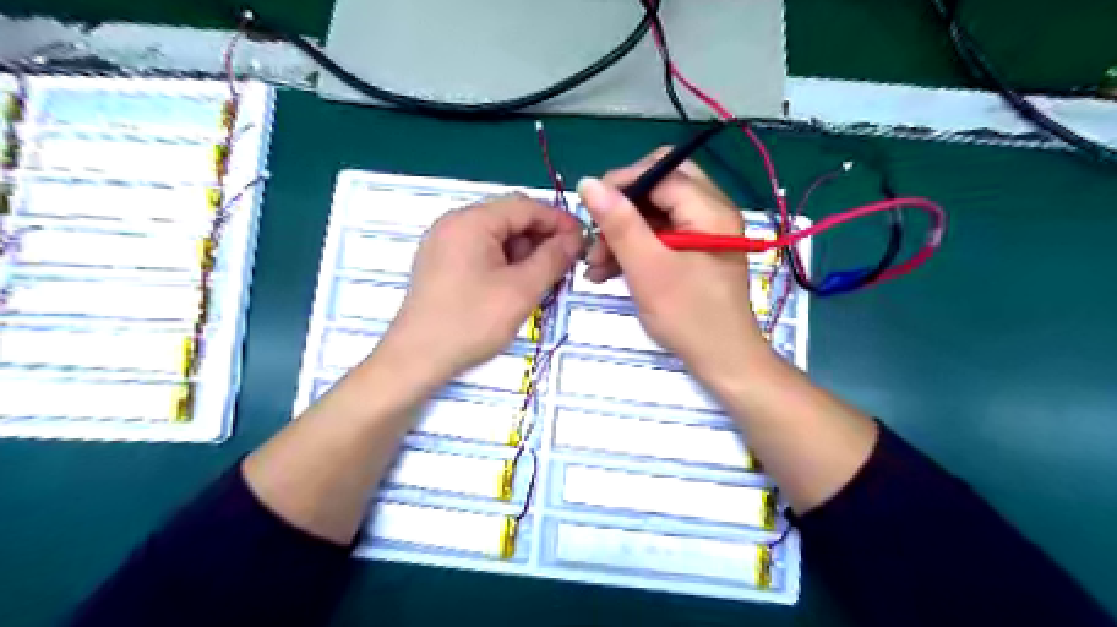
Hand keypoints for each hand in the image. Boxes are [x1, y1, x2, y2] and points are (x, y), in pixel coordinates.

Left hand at [376, 192, 586, 384]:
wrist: (416, 359)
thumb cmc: (471, 321)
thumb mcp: (521, 290)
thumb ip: (553, 258)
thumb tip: (575, 238)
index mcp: (471, 220)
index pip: (525, 206)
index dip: (558, 221)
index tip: (583, 241)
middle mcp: (454, 223)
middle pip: (509, 218)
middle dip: (541, 238)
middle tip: (565, 264)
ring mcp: (444, 243)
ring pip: (496, 236)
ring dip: (524, 252)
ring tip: (543, 279)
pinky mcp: (441, 263)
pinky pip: (481, 251)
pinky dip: (505, 262)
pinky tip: (517, 285)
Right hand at [576, 150, 768, 378]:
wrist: (722, 360)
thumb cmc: (688, 315)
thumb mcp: (647, 267)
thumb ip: (618, 223)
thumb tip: (587, 183)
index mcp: (709, 208)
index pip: (659, 171)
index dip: (620, 184)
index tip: (590, 210)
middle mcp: (711, 210)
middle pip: (658, 186)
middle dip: (622, 207)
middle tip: (598, 232)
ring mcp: (704, 231)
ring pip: (655, 212)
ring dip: (623, 231)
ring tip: (595, 263)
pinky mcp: (695, 250)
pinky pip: (660, 234)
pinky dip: (635, 247)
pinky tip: (608, 270)